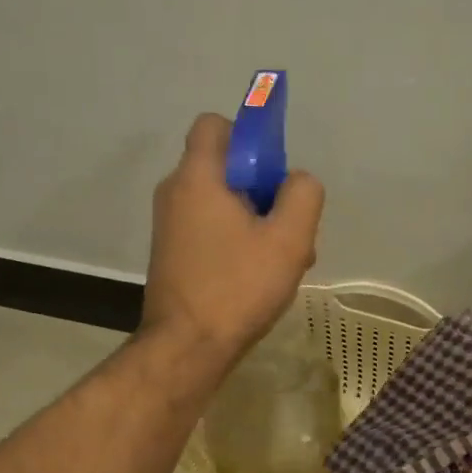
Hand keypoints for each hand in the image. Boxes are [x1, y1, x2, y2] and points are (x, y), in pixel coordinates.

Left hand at [141, 113, 324, 364]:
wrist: (187, 347)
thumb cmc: (238, 288)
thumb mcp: (289, 239)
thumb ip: (302, 195)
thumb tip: (297, 181)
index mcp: (197, 177)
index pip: (216, 125)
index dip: (250, 137)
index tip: (274, 173)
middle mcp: (175, 193)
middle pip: (224, 168)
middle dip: (262, 189)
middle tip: (287, 226)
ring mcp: (169, 227)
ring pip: (221, 204)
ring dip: (255, 222)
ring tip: (282, 260)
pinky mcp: (171, 255)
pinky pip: (209, 230)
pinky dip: (235, 242)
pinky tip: (259, 277)